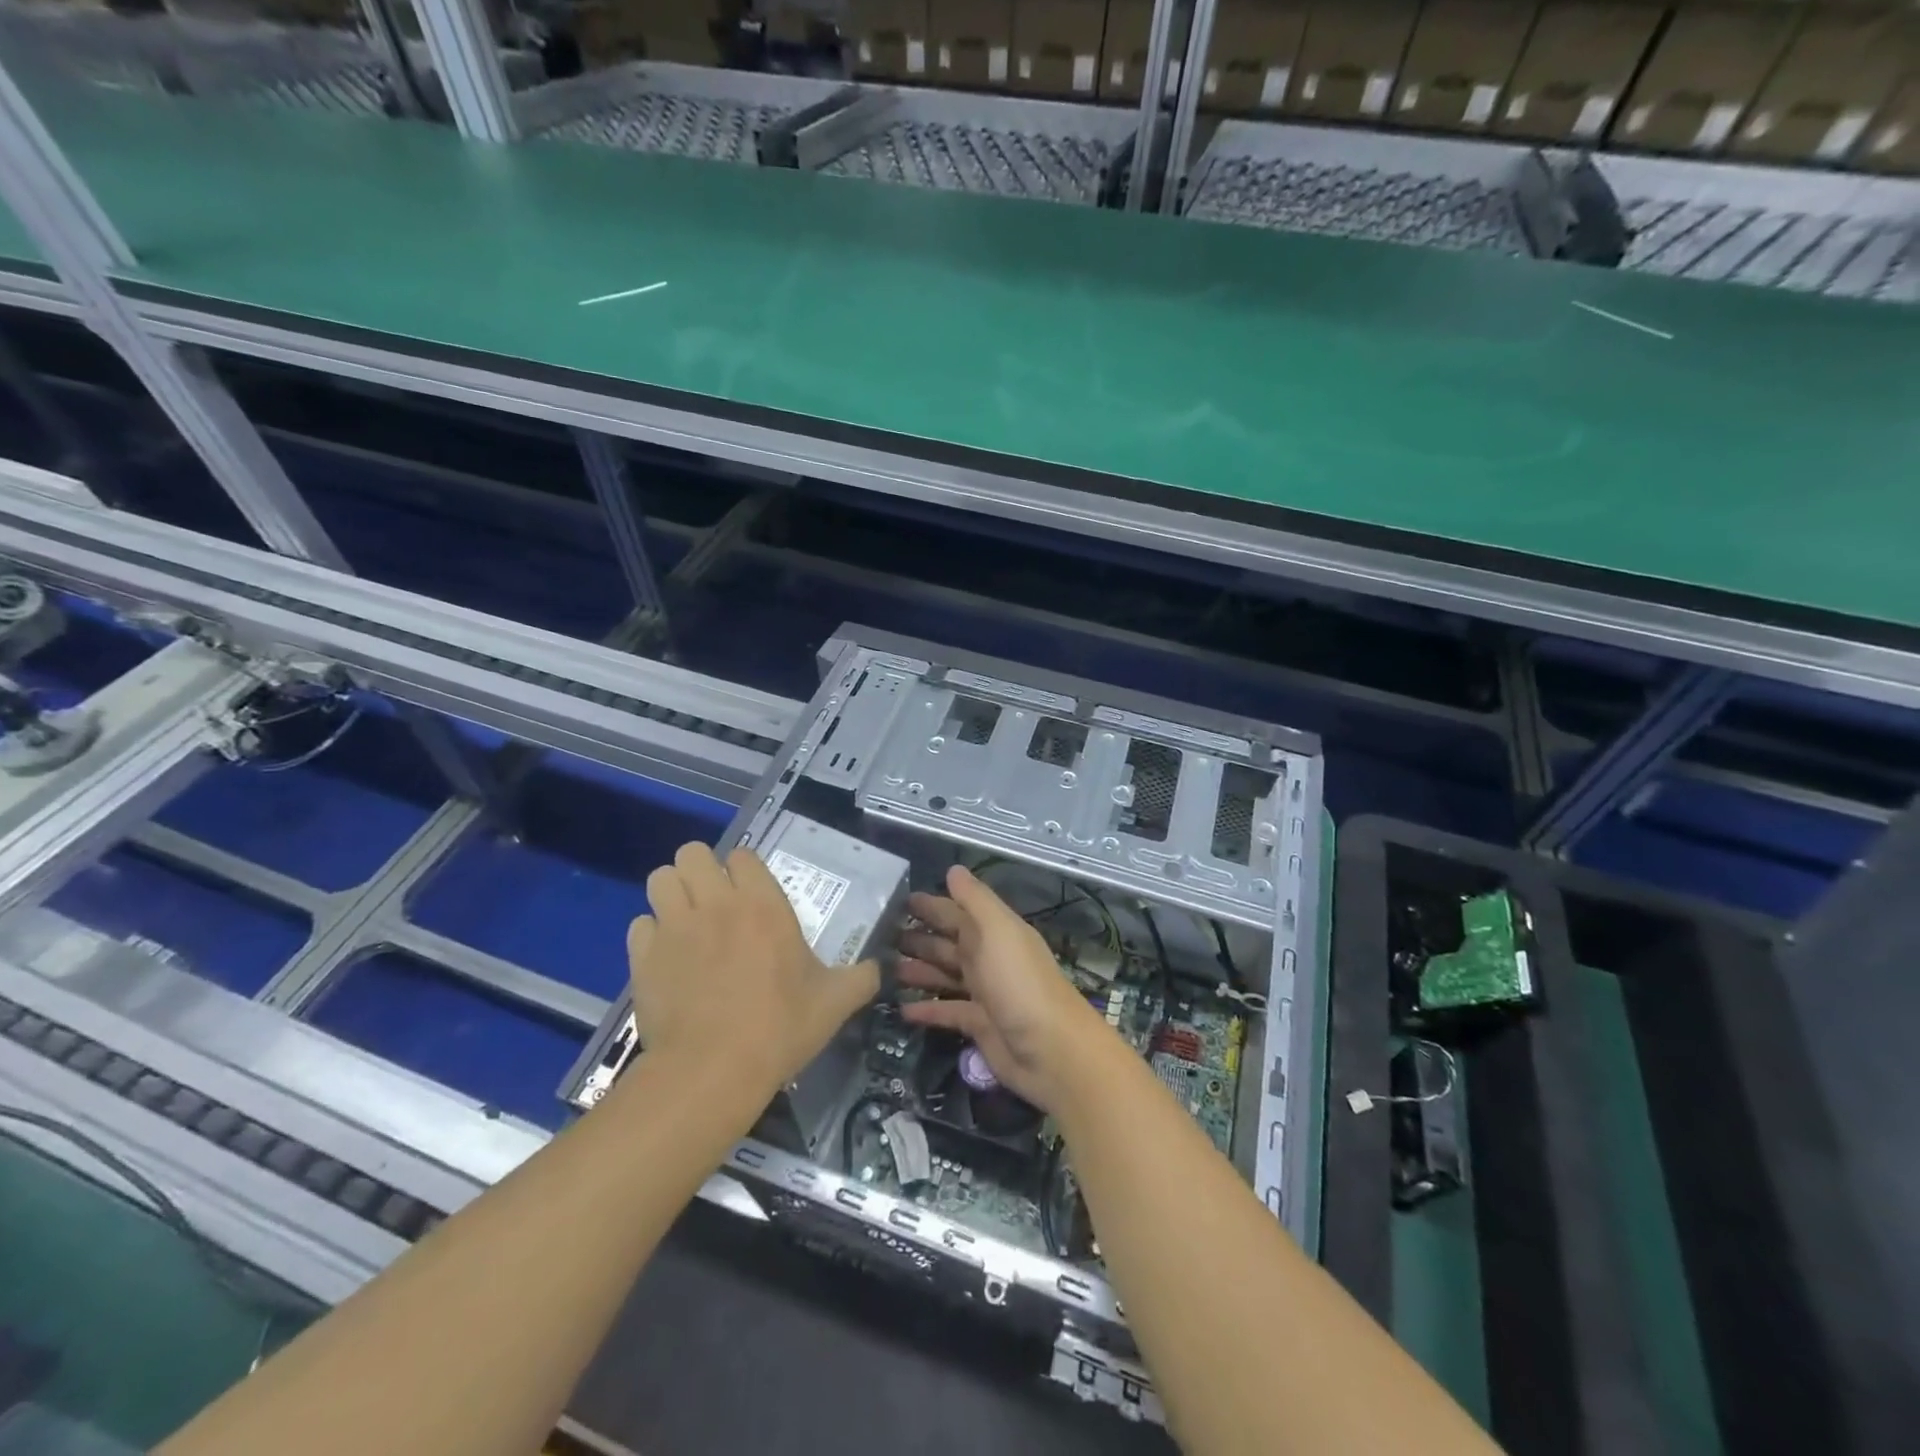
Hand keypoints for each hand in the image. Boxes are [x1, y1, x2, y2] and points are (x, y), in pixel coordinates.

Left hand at [627, 843, 878, 1098]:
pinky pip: (640, 924)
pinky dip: (651, 934)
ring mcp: (674, 927)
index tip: (750, 894)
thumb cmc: (779, 1028)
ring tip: (685, 920)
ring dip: (672, 893)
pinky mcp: (643, 956)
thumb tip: (877, 969)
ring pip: (660, 878)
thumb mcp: (834, 1003)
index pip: (742, 855)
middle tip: (713, 901)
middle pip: (692, 853)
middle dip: (700, 870)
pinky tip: (666, 957)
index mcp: (762, 904)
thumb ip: (860, 978)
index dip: (744, 870)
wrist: (713, 1071)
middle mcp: (715, 903)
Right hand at [896, 864, 1111, 1113]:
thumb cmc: (1019, 983)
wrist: (1050, 1050)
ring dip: (918, 970)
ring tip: (882, 969)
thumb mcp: (997, 930)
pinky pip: (946, 1012)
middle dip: (918, 937)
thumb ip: (975, 899)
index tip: (896, 901)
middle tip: (879, 937)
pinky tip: (900, 1009)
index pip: (957, 912)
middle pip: (948, 943)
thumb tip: (953, 869)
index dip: (930, 906)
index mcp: (994, 932)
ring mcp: (984, 993)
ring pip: (944, 975)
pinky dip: (926, 1009)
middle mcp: (988, 958)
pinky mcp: (978, 1025)